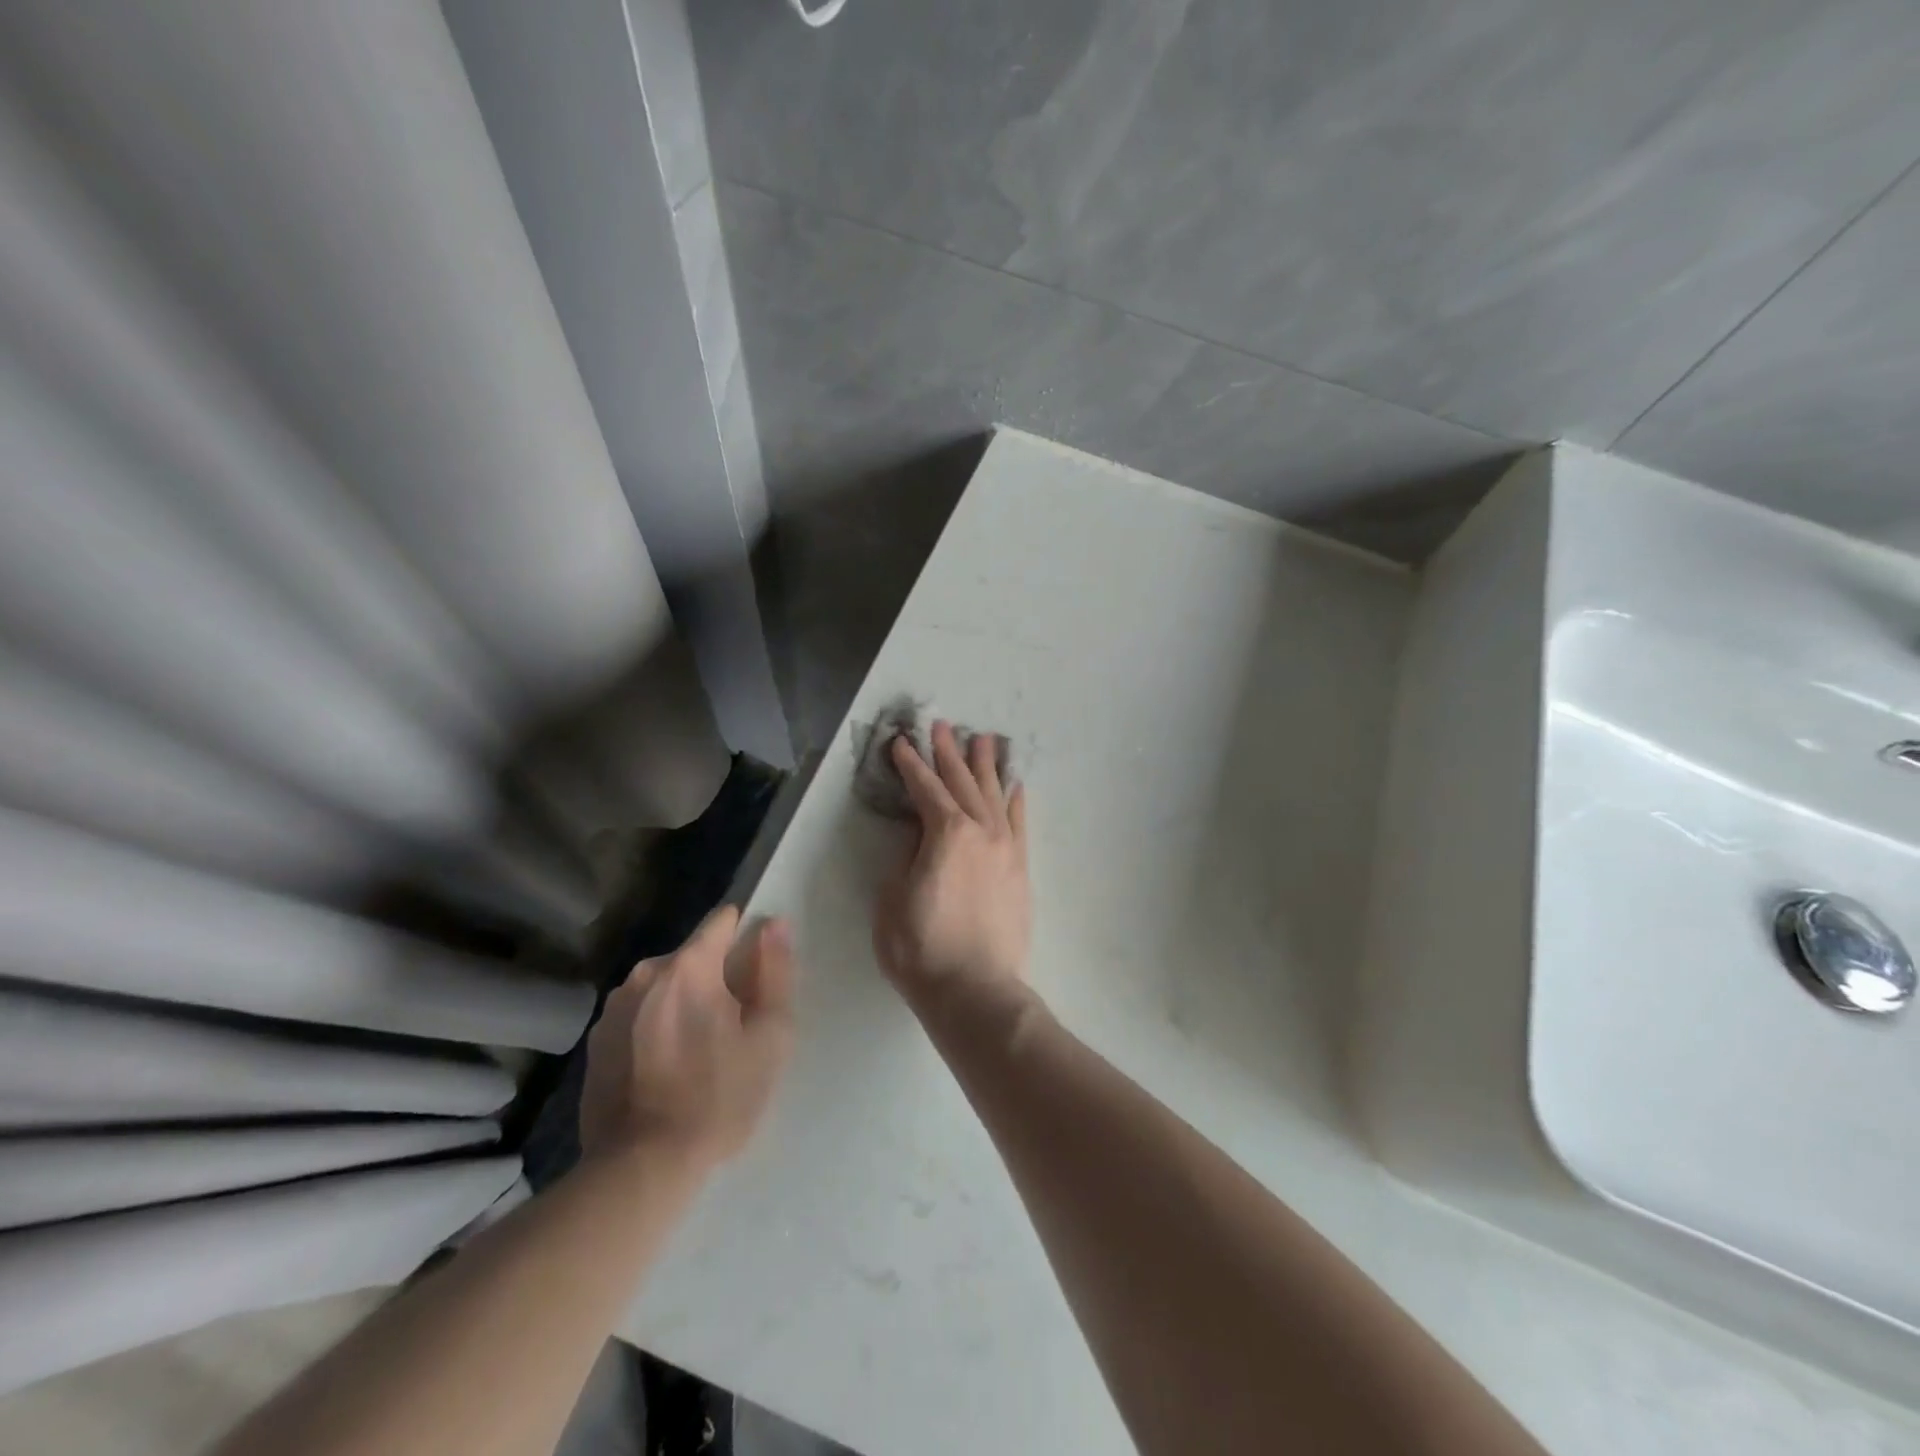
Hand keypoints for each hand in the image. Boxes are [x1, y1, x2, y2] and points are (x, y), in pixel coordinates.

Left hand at [580, 905, 794, 1171]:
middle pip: (694, 956)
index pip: (722, 921)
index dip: (745, 936)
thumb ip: (775, 972)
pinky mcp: (596, 1040)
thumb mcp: (769, 1037)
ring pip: (665, 985)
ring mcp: (614, 1007)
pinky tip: (666, 1069)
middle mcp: (645, 974)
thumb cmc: (717, 1099)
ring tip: (698, 1051)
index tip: (757, 971)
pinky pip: (639, 1014)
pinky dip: (657, 1027)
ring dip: (684, 1002)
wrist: (640, 1168)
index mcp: (689, 967)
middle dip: (716, 977)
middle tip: (733, 1026)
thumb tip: (774, 924)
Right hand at [873, 721, 1031, 1016]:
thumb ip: (907, 857)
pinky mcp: (1020, 868)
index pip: (925, 788)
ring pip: (994, 795)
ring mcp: (1006, 848)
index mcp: (946, 833)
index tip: (901, 743)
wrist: (975, 990)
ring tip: (982, 740)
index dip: (910, 765)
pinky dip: (1016, 800)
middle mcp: (981, 830)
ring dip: (985, 767)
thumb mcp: (893, 898)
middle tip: (942, 726)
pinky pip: (1019, 823)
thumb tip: (920, 836)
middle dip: (948, 753)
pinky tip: (1015, 784)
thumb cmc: (921, 948)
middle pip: (962, 782)